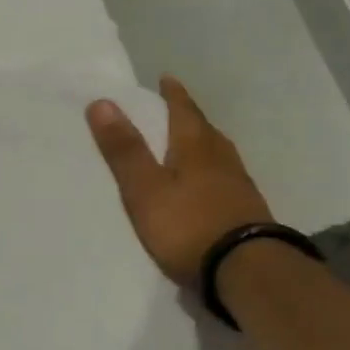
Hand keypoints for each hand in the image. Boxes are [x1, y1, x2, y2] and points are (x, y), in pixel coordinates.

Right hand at [85, 77, 274, 287]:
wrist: (246, 271)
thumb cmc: (188, 225)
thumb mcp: (145, 188)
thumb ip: (125, 150)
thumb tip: (103, 102)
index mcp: (196, 149)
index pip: (184, 112)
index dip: (173, 95)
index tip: (166, 78)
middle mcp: (222, 160)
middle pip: (205, 131)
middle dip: (189, 118)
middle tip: (175, 109)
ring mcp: (239, 187)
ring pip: (219, 155)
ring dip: (203, 144)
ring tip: (189, 145)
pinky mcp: (246, 212)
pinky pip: (225, 179)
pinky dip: (212, 173)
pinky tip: (208, 185)